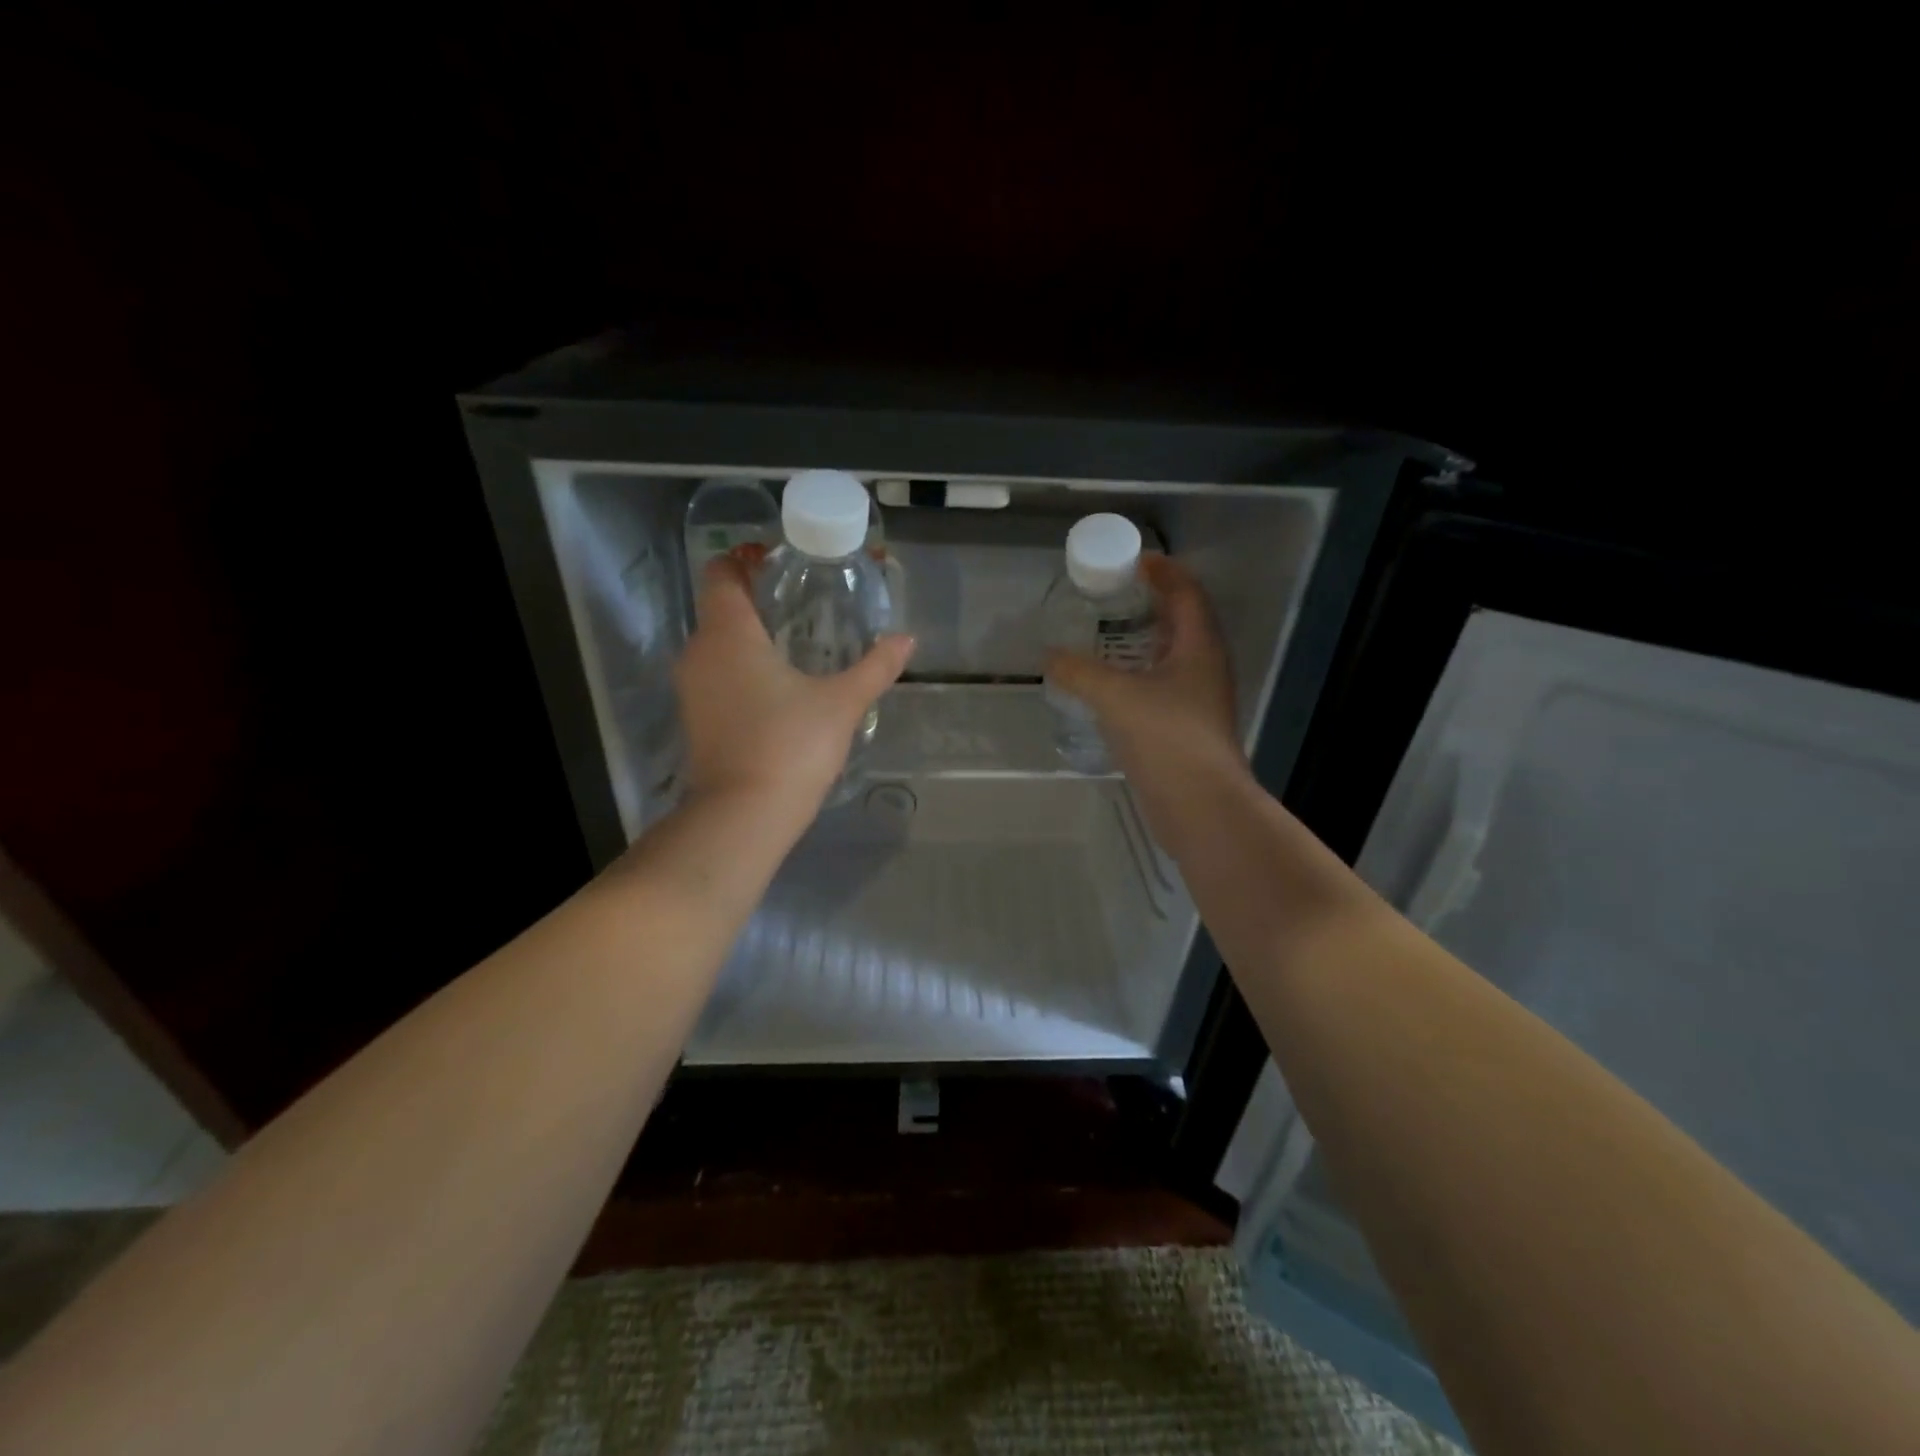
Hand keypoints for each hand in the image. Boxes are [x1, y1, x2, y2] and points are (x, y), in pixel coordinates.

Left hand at [674, 553, 914, 824]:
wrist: (743, 817)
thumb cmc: (790, 746)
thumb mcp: (841, 703)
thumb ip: (875, 667)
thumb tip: (907, 640)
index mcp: (729, 634)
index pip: (721, 574)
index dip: (745, 560)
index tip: (780, 563)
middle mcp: (699, 652)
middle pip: (720, 608)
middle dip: (756, 600)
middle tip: (803, 603)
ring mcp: (692, 689)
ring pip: (717, 645)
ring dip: (749, 638)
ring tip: (796, 644)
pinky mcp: (695, 719)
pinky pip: (716, 675)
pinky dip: (740, 669)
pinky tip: (778, 687)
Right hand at [1043, 553, 1244, 817]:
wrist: (1200, 805)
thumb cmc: (1166, 738)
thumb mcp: (1116, 697)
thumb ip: (1079, 672)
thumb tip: (1050, 656)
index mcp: (1199, 646)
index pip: (1186, 592)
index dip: (1163, 571)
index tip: (1134, 560)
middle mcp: (1205, 666)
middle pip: (1183, 620)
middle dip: (1152, 603)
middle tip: (1114, 595)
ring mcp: (1199, 699)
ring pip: (1173, 656)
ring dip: (1145, 640)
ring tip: (1107, 636)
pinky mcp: (1187, 727)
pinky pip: (1163, 686)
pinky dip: (1139, 674)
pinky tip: (1112, 685)